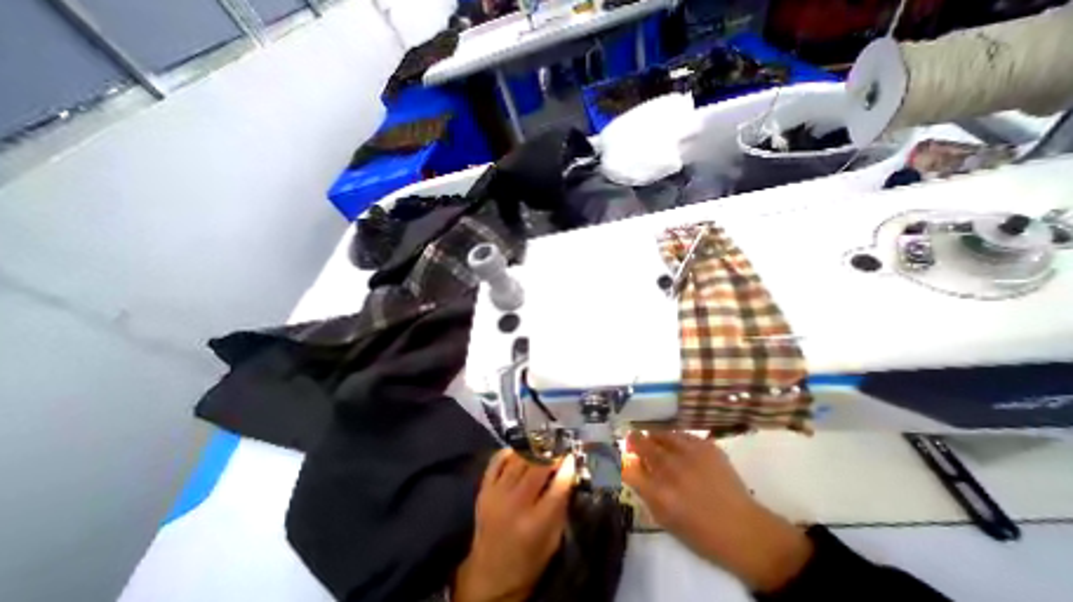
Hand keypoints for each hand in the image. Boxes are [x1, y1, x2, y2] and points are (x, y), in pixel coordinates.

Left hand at [451, 449, 574, 599]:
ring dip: (532, 452)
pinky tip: (518, 452)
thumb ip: (560, 507)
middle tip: (556, 453)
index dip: (567, 468)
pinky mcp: (484, 490)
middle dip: (550, 456)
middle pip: (537, 468)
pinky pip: (496, 461)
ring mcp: (496, 494)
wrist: (489, 577)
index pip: (557, 487)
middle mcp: (515, 505)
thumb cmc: (527, 563)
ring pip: (518, 460)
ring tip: (540, 450)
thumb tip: (566, 475)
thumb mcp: (552, 542)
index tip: (571, 458)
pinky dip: (509, 453)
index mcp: (536, 524)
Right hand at [622, 433, 814, 591]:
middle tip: (632, 439)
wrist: (746, 532)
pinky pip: (682, 434)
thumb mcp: (665, 520)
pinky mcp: (707, 446)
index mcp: (660, 493)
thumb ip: (644, 491)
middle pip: (642, 443)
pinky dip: (674, 438)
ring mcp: (690, 454)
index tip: (621, 456)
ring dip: (653, 437)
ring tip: (653, 440)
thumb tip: (632, 467)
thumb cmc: (702, 533)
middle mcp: (672, 469)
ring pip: (661, 434)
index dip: (621, 459)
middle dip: (633, 440)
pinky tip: (676, 444)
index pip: (628, 466)